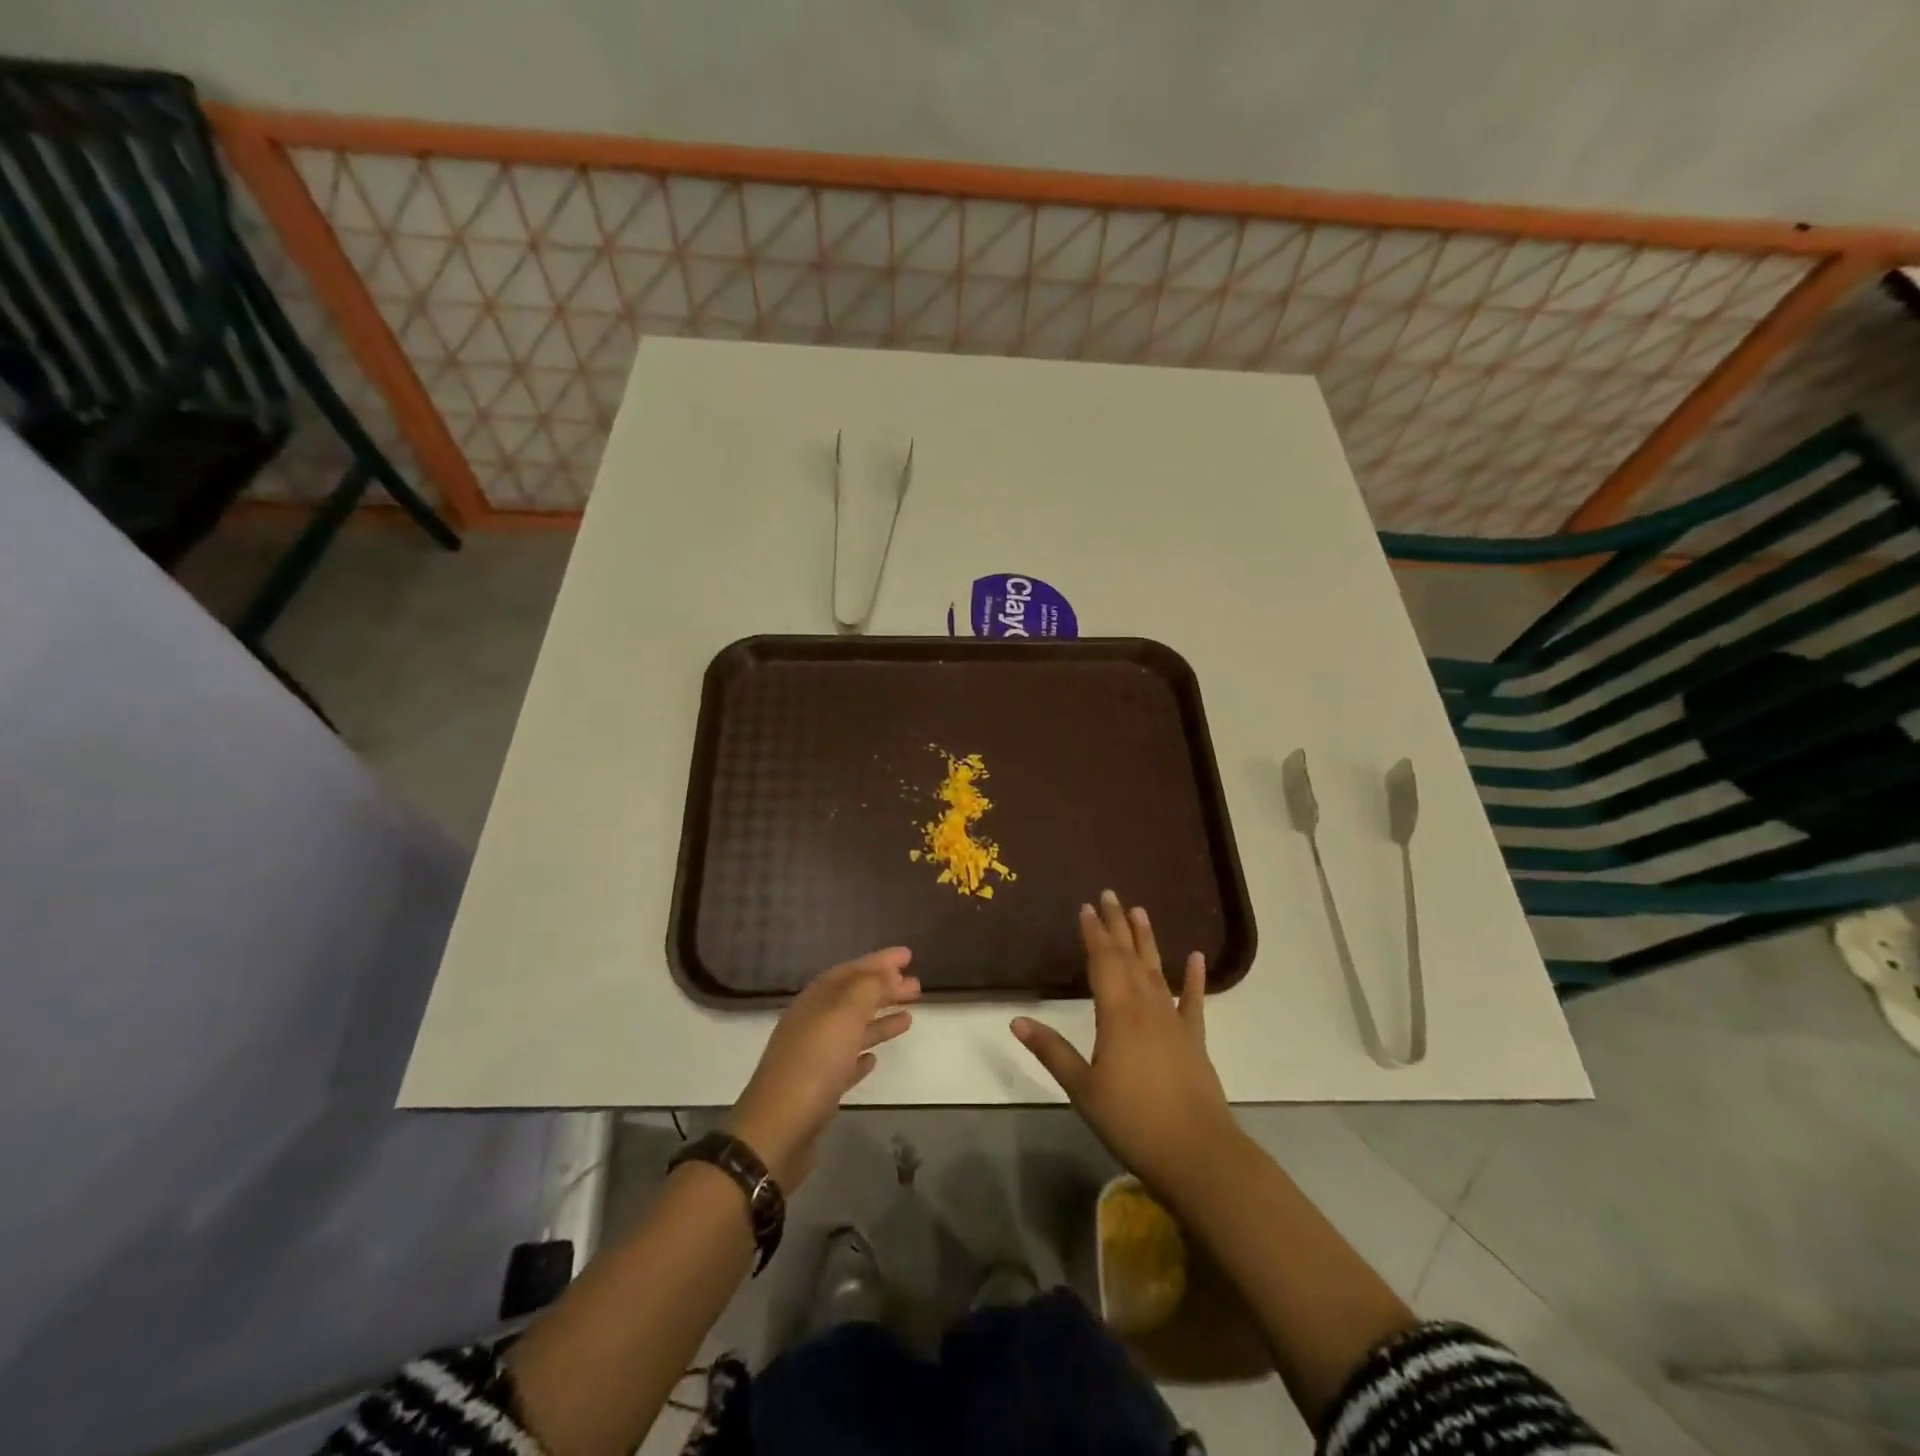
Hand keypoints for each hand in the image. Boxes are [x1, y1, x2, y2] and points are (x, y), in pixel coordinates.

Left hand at [726, 948, 919, 1188]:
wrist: (778, 1130)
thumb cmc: (814, 1063)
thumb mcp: (844, 1015)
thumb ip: (868, 988)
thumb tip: (886, 971)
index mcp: (815, 1001)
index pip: (851, 971)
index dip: (879, 961)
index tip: (908, 956)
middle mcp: (812, 1023)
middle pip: (853, 998)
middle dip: (884, 989)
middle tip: (916, 986)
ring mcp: (813, 1057)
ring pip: (852, 1029)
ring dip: (879, 1020)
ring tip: (909, 1018)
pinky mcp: (818, 1090)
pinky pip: (844, 1063)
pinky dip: (861, 1054)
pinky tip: (875, 1059)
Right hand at [1011, 891, 1240, 1196]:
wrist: (1197, 1154)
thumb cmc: (1132, 1121)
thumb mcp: (1083, 1089)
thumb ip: (1052, 1051)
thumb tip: (1017, 1020)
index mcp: (1117, 1014)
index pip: (1102, 962)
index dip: (1093, 933)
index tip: (1086, 907)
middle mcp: (1146, 1007)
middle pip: (1129, 957)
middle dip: (1117, 925)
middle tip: (1110, 895)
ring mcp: (1173, 1022)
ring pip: (1157, 970)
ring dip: (1147, 940)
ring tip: (1140, 911)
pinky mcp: (1194, 1040)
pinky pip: (1193, 1002)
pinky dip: (1194, 979)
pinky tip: (1196, 958)